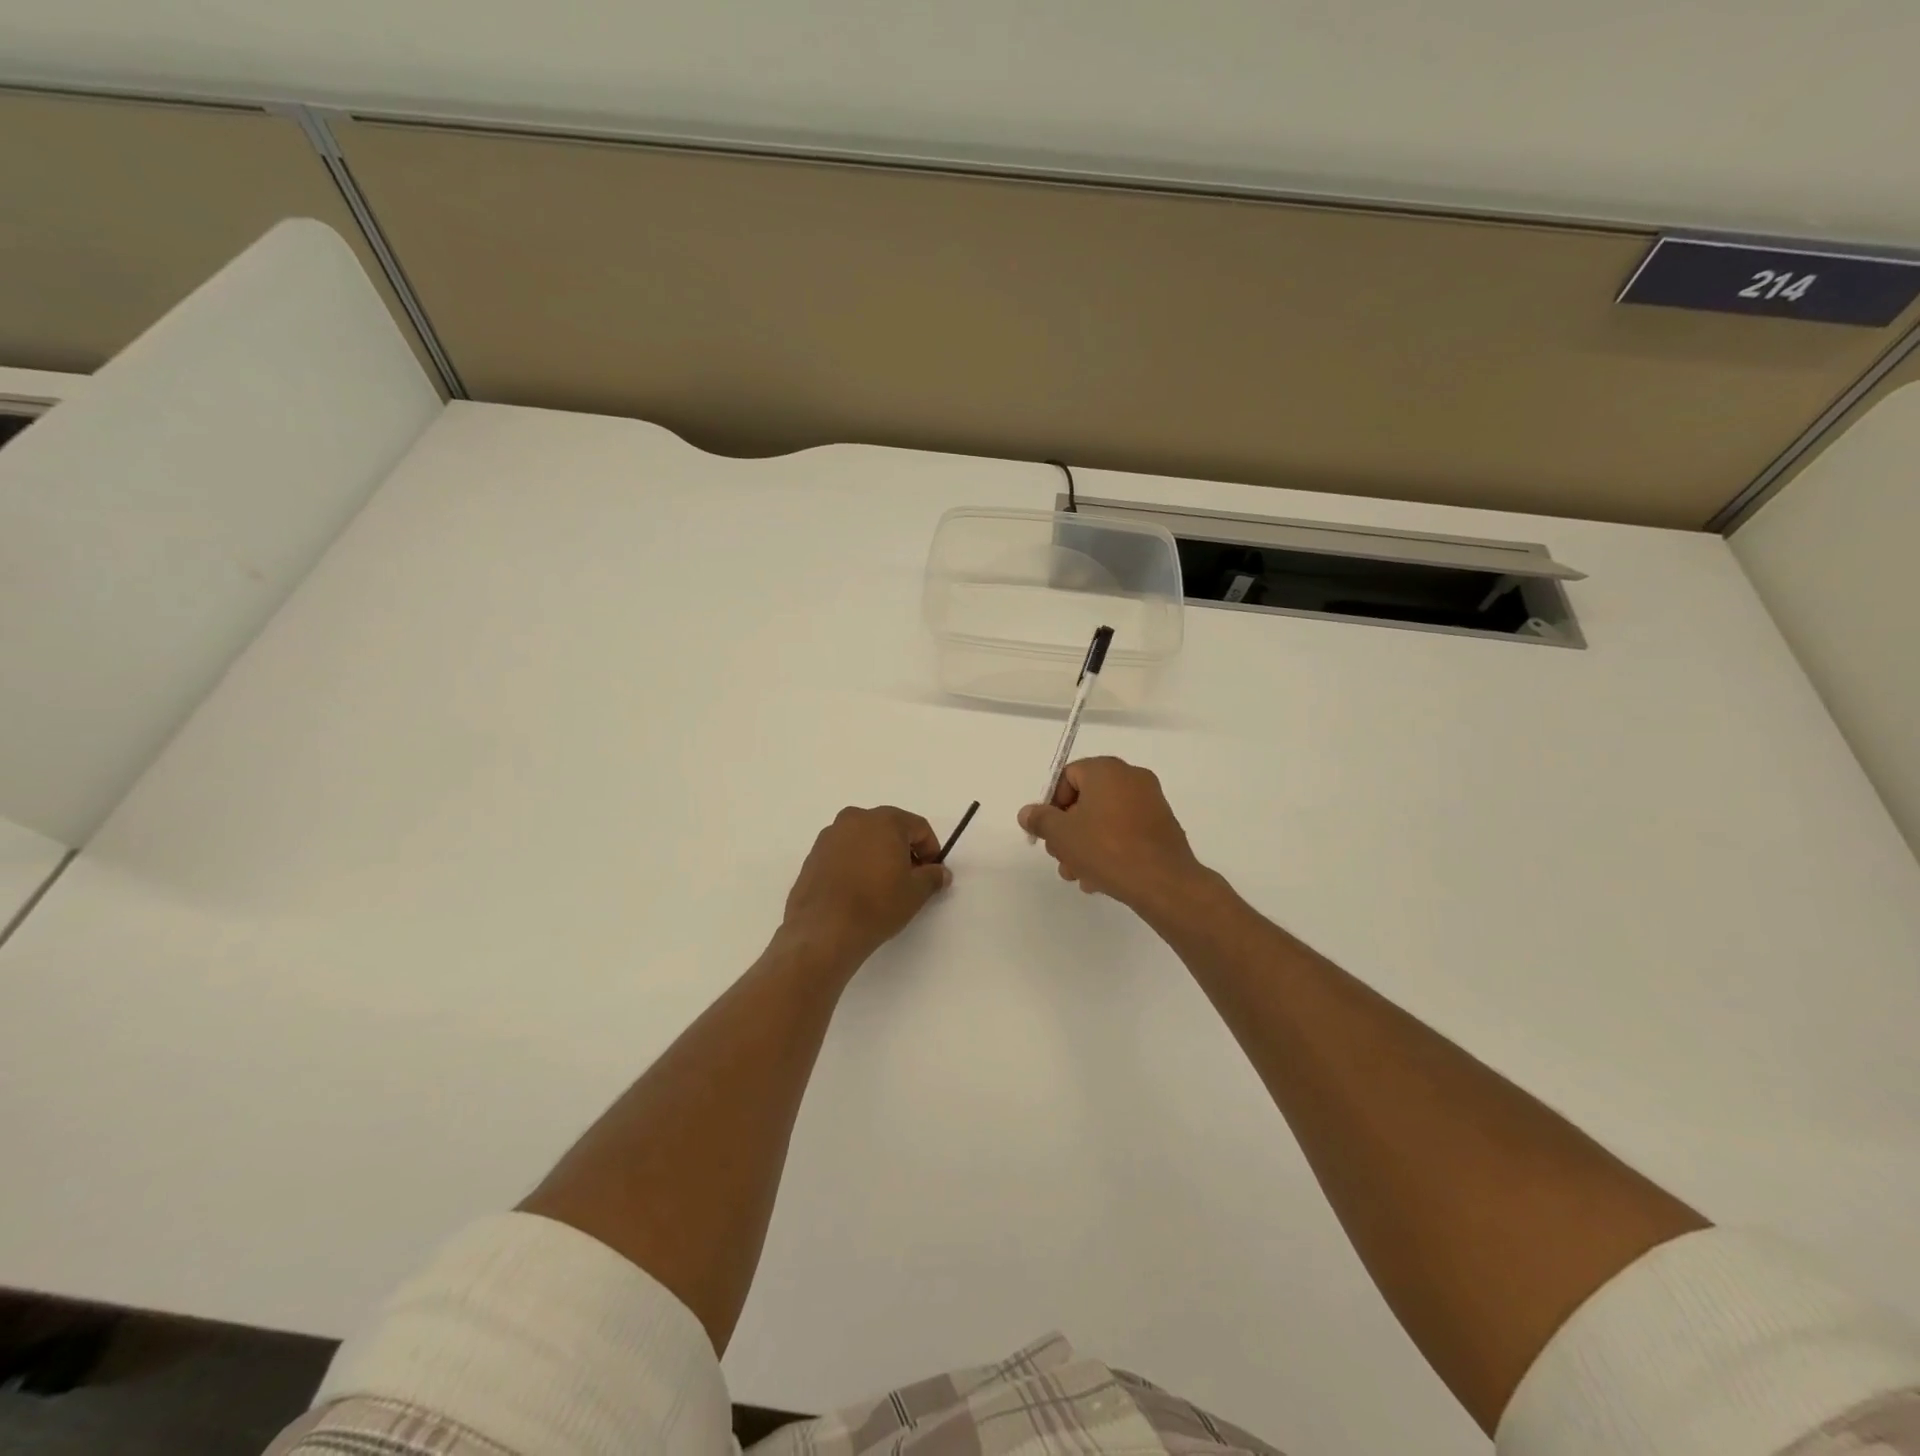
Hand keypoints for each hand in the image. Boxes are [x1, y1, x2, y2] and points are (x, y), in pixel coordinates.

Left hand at [781, 806, 951, 969]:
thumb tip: (940, 872)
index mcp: (884, 820)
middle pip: (889, 828)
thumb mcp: (915, 893)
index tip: (931, 872)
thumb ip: (932, 877)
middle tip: (909, 878)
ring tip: (881, 885)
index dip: (930, 849)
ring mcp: (830, 835)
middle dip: (903, 849)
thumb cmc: (877, 905)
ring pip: (864, 839)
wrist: (824, 929)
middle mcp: (855, 819)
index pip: (918, 827)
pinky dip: (855, 863)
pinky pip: (843, 852)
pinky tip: (857, 889)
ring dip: (877, 855)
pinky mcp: (813, 855)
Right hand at [1018, 757, 1205, 912]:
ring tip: (1078, 875)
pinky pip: (1126, 831)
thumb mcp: (1061, 834)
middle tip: (1060, 857)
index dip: (1052, 805)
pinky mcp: (1162, 826)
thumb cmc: (1106, 849)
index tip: (1048, 834)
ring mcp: (1151, 802)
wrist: (1163, 882)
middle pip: (1086, 799)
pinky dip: (1110, 848)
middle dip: (1068, 830)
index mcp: (1107, 770)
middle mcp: (1132, 778)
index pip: (1068, 776)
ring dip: (1085, 845)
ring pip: (1105, 819)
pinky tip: (1100, 878)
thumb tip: (1027, 813)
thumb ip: (1040, 820)